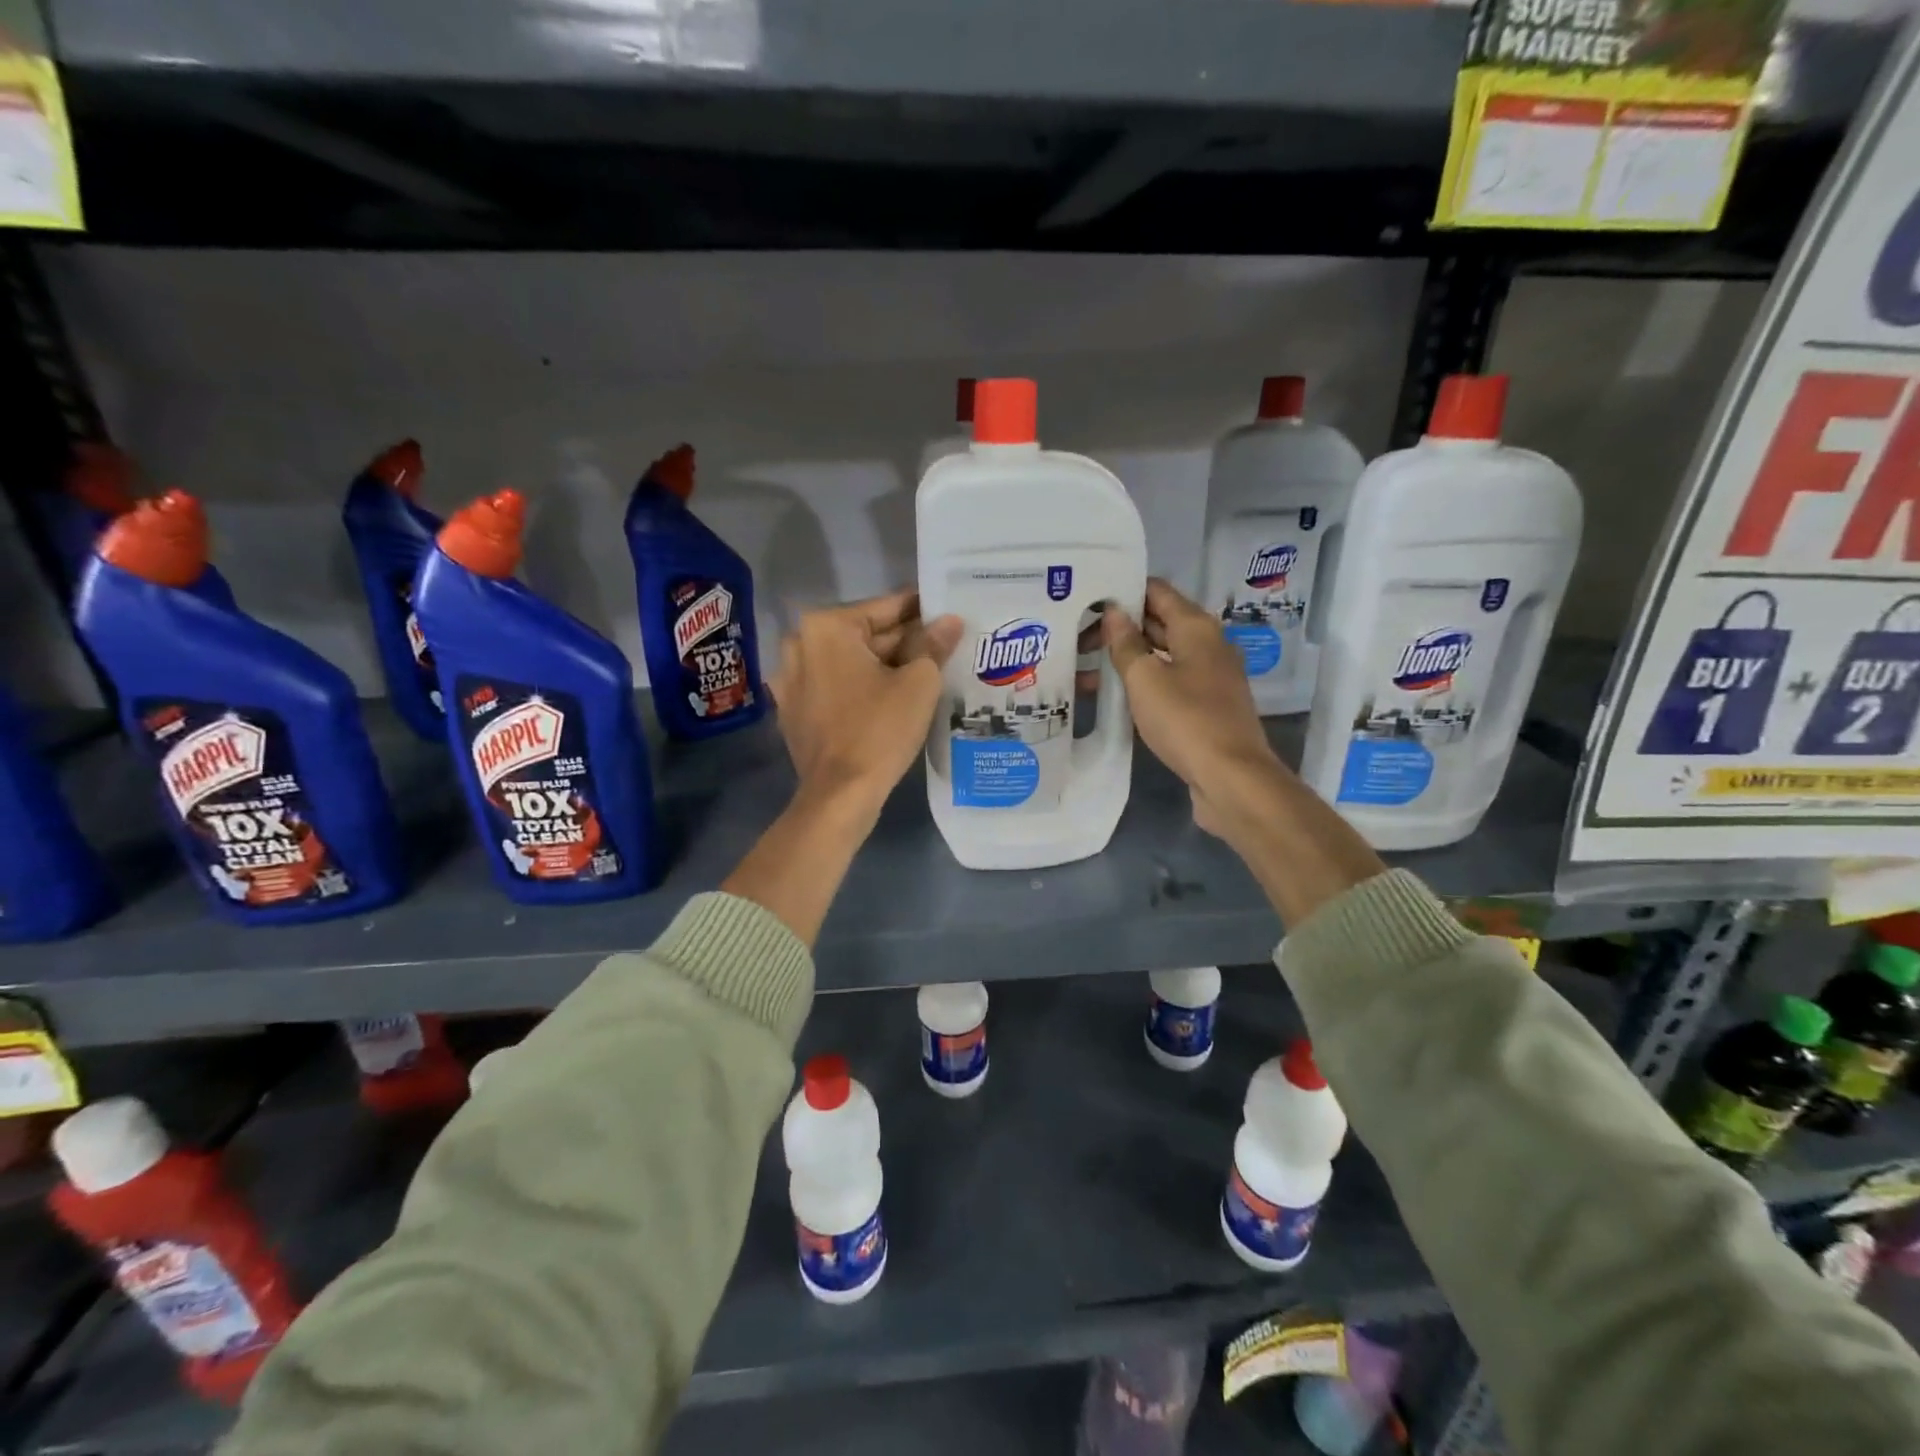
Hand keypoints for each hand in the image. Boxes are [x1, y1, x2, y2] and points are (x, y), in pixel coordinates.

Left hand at [769, 590, 961, 822]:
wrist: (840, 795)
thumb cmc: (880, 730)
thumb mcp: (918, 682)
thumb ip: (933, 644)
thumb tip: (950, 621)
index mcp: (826, 627)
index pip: (886, 607)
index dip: (922, 610)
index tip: (949, 613)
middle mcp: (799, 644)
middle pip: (865, 634)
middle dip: (904, 641)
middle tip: (944, 646)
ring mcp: (791, 680)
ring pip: (849, 662)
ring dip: (883, 665)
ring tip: (925, 672)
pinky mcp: (793, 711)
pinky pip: (835, 687)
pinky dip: (860, 688)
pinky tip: (890, 699)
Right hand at [1103, 579, 1282, 839]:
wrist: (1231, 778)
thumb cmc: (1186, 720)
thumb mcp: (1146, 679)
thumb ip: (1126, 644)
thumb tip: (1114, 612)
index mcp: (1196, 627)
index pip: (1157, 592)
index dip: (1122, 592)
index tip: (1087, 600)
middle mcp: (1207, 645)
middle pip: (1158, 623)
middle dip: (1118, 629)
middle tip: (1075, 637)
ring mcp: (1209, 677)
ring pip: (1161, 656)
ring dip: (1126, 661)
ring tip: (1082, 671)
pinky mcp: (1206, 706)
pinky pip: (1168, 682)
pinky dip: (1142, 684)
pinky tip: (1113, 697)